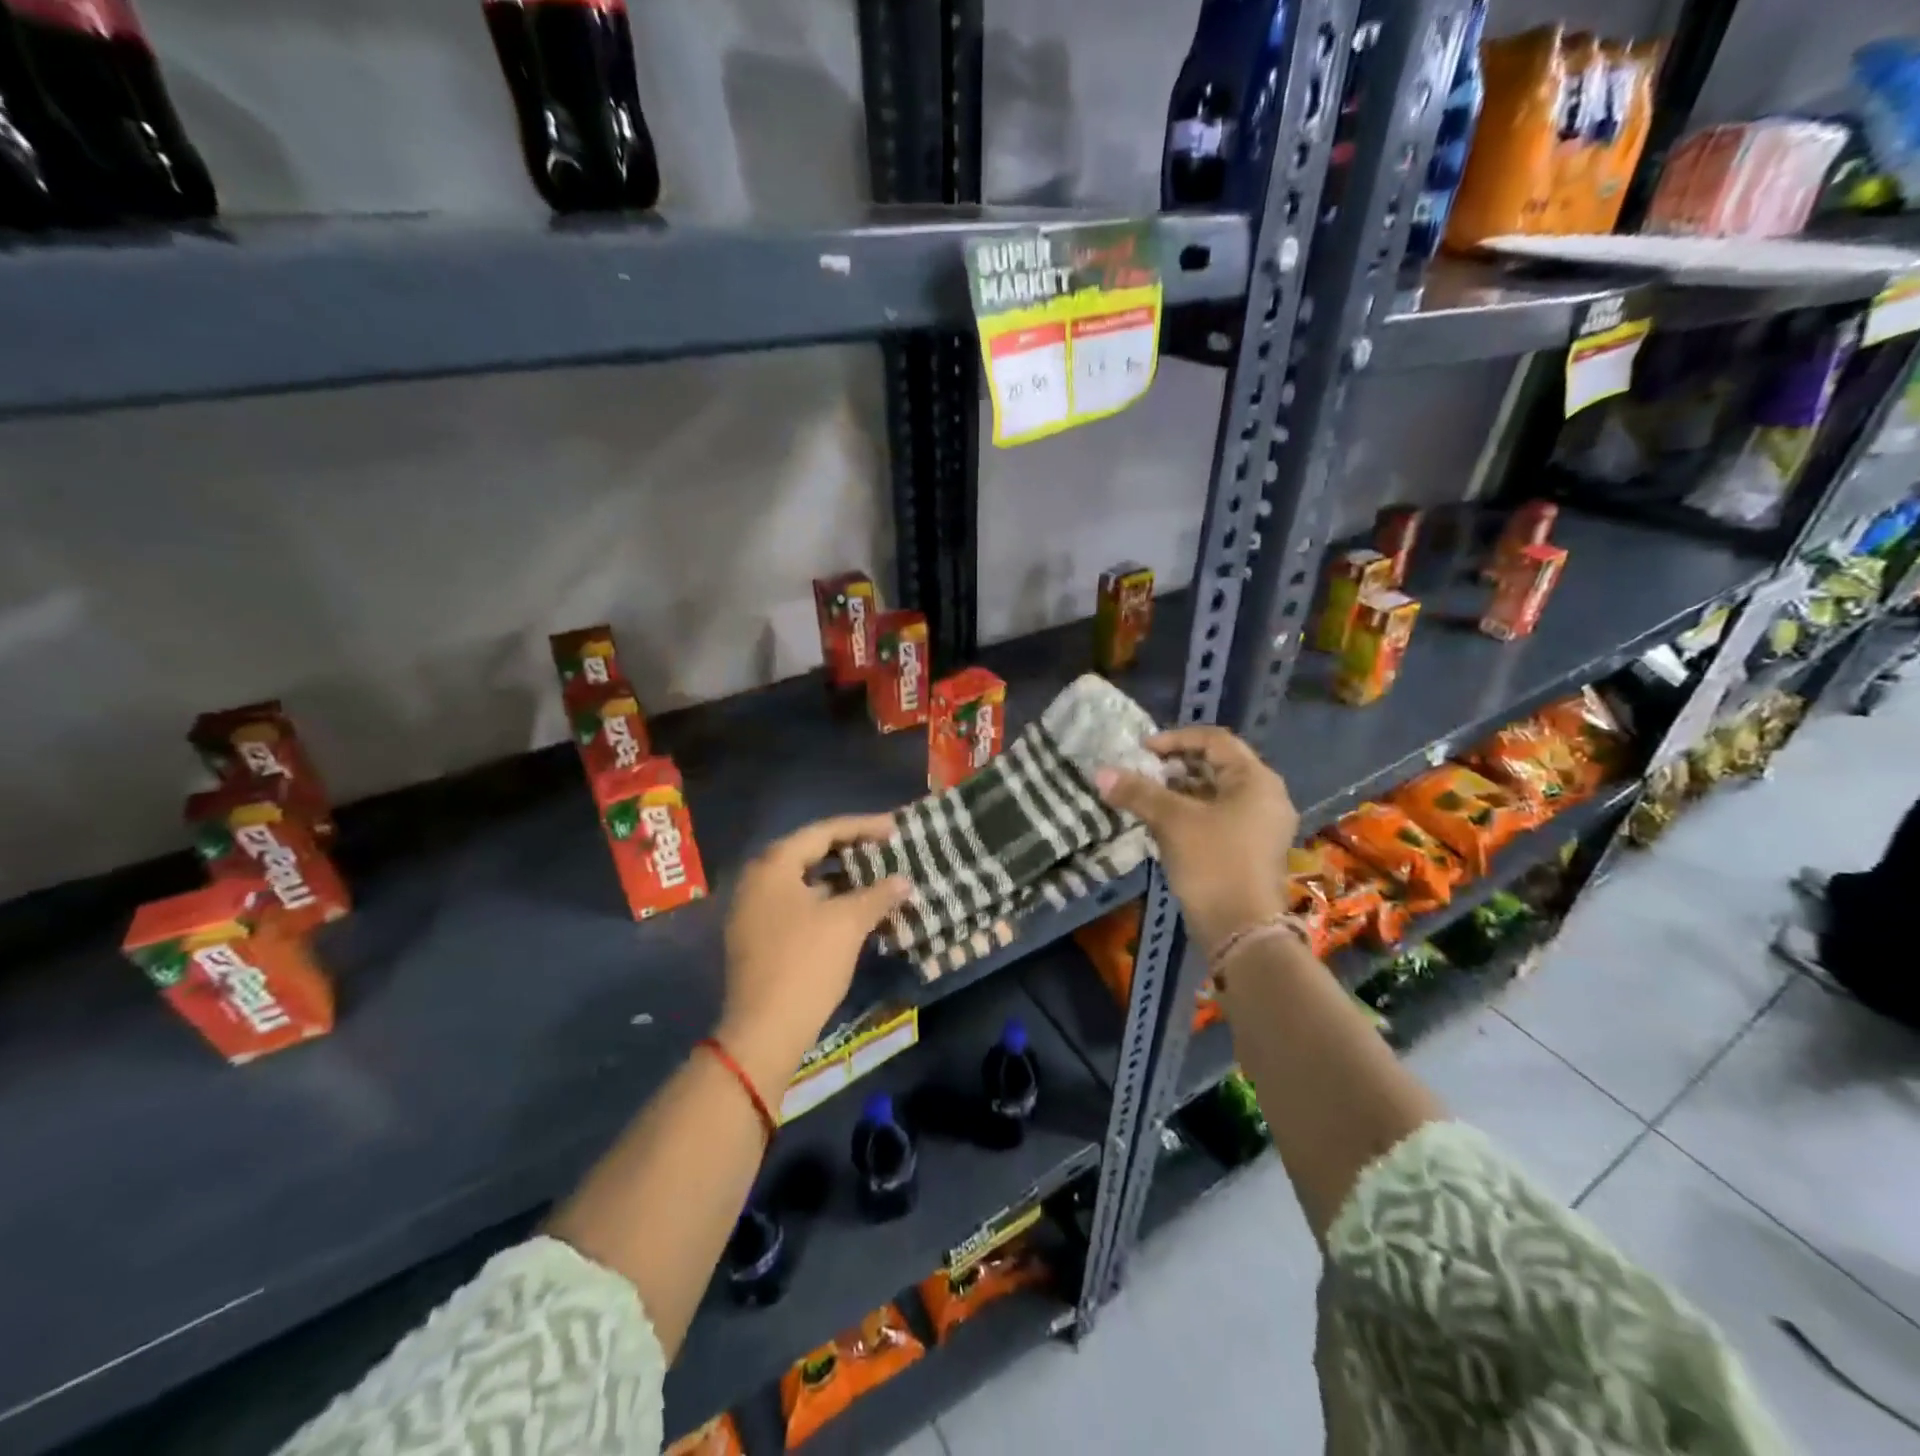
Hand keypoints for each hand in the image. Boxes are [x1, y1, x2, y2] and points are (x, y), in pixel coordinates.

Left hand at [718, 814, 909, 1095]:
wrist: (764, 1030)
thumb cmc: (806, 963)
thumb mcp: (848, 923)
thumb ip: (878, 894)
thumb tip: (903, 881)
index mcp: (774, 865)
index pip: (823, 831)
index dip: (863, 827)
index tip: (894, 828)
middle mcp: (757, 879)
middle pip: (810, 852)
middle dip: (851, 850)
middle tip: (885, 849)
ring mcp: (753, 910)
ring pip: (804, 881)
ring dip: (840, 878)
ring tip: (875, 878)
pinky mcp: (757, 936)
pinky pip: (797, 904)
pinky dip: (826, 901)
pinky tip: (853, 910)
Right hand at [1095, 726, 1297, 953]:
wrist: (1241, 931)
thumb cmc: (1213, 864)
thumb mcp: (1172, 822)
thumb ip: (1137, 792)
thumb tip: (1100, 773)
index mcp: (1256, 780)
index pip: (1214, 740)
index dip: (1175, 739)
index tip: (1141, 751)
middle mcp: (1266, 796)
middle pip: (1217, 765)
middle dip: (1175, 766)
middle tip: (1142, 773)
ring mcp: (1261, 825)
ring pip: (1216, 793)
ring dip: (1180, 790)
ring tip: (1145, 797)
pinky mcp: (1251, 848)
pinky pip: (1219, 815)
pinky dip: (1191, 812)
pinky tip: (1162, 823)